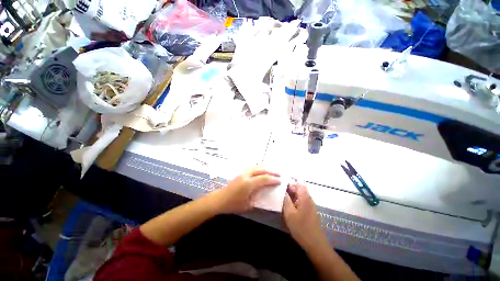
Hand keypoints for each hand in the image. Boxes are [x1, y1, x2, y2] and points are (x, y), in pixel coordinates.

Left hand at [209, 168, 280, 213]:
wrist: (220, 199)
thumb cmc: (233, 204)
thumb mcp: (247, 205)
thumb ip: (257, 198)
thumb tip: (264, 193)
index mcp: (248, 184)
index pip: (264, 179)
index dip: (273, 179)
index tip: (280, 181)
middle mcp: (246, 176)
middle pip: (261, 170)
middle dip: (271, 171)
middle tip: (278, 174)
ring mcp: (243, 173)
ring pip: (256, 167)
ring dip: (265, 168)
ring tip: (272, 171)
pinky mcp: (241, 173)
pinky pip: (252, 168)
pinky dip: (260, 168)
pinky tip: (262, 171)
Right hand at [283, 183, 327, 250]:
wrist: (315, 243)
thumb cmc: (301, 227)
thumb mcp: (289, 213)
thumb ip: (286, 200)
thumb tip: (283, 190)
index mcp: (305, 197)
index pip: (298, 184)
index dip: (290, 183)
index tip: (281, 186)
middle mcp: (309, 199)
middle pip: (299, 189)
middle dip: (290, 189)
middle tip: (281, 194)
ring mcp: (310, 205)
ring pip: (300, 195)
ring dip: (292, 195)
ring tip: (283, 200)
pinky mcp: (310, 211)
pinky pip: (302, 201)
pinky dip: (295, 201)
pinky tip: (289, 207)